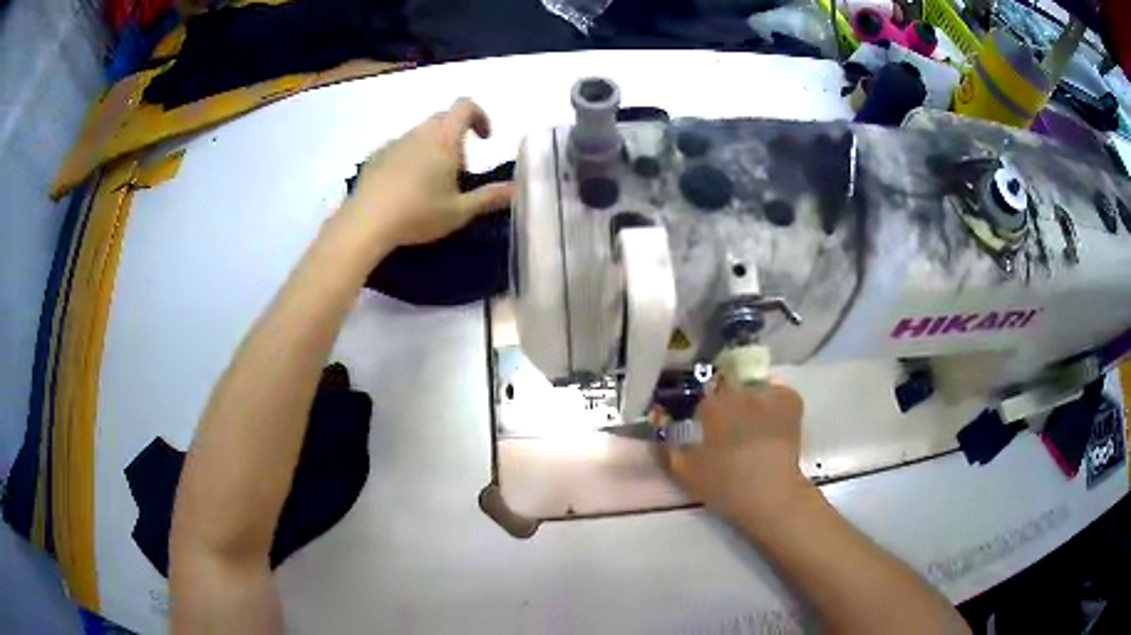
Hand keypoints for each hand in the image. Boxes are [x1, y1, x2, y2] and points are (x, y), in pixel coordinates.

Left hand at [342, 98, 514, 248]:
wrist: (367, 222)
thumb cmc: (418, 214)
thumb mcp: (459, 211)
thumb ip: (489, 197)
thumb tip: (517, 189)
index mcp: (444, 139)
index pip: (465, 106)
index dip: (479, 115)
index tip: (484, 138)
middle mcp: (420, 133)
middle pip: (443, 118)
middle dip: (457, 135)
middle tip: (459, 168)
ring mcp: (395, 142)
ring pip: (421, 133)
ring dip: (433, 146)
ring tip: (431, 182)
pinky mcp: (377, 155)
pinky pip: (400, 147)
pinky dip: (410, 157)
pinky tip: (405, 187)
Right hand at [667, 378, 810, 521]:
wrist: (771, 495)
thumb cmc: (723, 485)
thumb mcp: (682, 471)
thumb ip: (663, 443)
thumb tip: (657, 417)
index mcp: (711, 404)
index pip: (700, 392)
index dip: (701, 408)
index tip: (703, 423)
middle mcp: (739, 390)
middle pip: (728, 385)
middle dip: (726, 400)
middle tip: (728, 426)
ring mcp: (768, 392)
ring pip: (753, 388)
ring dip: (750, 400)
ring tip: (753, 425)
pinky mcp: (791, 399)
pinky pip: (776, 393)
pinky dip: (773, 403)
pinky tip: (772, 424)